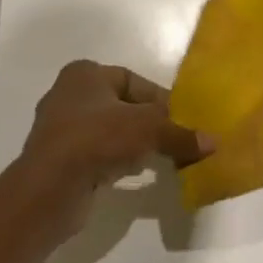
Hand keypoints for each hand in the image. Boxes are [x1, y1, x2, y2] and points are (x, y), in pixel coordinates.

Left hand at [18, 60, 208, 197]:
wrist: (49, 188)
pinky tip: (130, 173)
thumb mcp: (148, 129)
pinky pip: (96, 154)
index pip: (132, 80)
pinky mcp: (58, 159)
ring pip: (109, 131)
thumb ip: (180, 134)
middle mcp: (68, 95)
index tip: (179, 120)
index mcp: (84, 74)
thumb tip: (213, 143)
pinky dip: (115, 160)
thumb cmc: (98, 139)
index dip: (159, 99)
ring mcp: (60, 129)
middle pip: (122, 106)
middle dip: (148, 123)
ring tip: (155, 158)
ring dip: (132, 143)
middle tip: (172, 140)